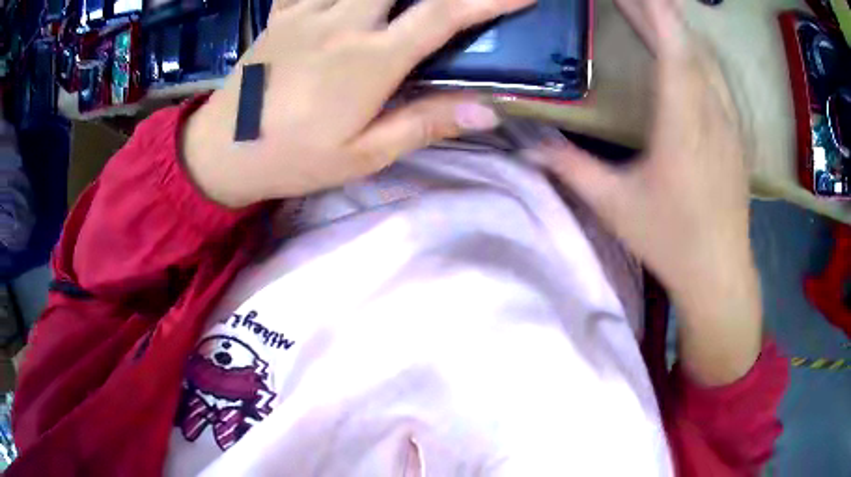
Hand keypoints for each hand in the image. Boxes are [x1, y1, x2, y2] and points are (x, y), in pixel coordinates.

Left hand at [183, 0, 533, 207]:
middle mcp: (343, 22)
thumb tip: (486, 112)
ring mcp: (308, 10)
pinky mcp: (282, 13)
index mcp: (370, 60)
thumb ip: (424, 125)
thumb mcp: (362, 156)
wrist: (222, 151)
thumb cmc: (292, 158)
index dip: (488, 0)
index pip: (442, 16)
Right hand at [528, 0, 761, 383]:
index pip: (672, 48)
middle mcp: (710, 113)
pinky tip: (683, 47)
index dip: (654, 11)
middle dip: (658, 10)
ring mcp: (727, 121)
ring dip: (677, 28)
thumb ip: (570, 168)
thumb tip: (527, 144)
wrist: (720, 272)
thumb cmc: (670, 240)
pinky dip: (695, 52)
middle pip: (687, 44)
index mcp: (683, 124)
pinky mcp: (734, 133)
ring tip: (651, 8)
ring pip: (704, 58)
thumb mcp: (615, 206)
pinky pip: (715, 77)